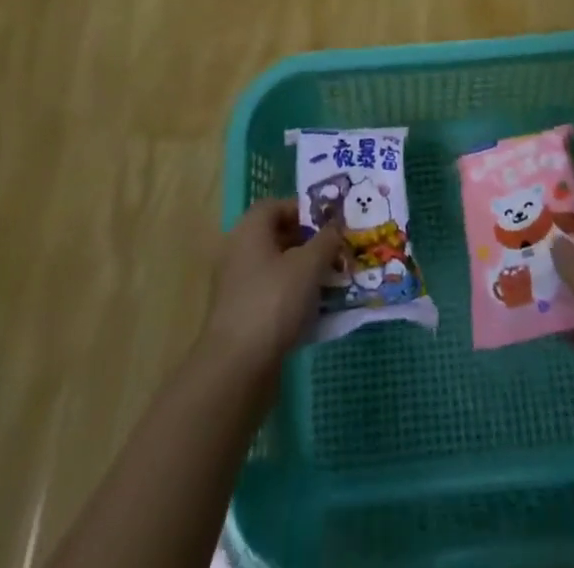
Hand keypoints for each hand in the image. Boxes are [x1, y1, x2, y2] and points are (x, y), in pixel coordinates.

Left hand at [201, 199, 342, 378]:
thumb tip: (335, 226)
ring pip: (277, 268)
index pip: (277, 205)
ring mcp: (237, 286)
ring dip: (304, 272)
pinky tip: (315, 311)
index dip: (305, 210)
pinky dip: (293, 297)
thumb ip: (326, 240)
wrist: (236, 367)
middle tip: (336, 253)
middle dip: (309, 243)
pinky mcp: (241, 316)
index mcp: (250, 230)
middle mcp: (239, 251)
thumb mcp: (309, 265)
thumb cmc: (273, 302)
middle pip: (278, 236)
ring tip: (332, 282)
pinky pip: (272, 294)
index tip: (330, 224)